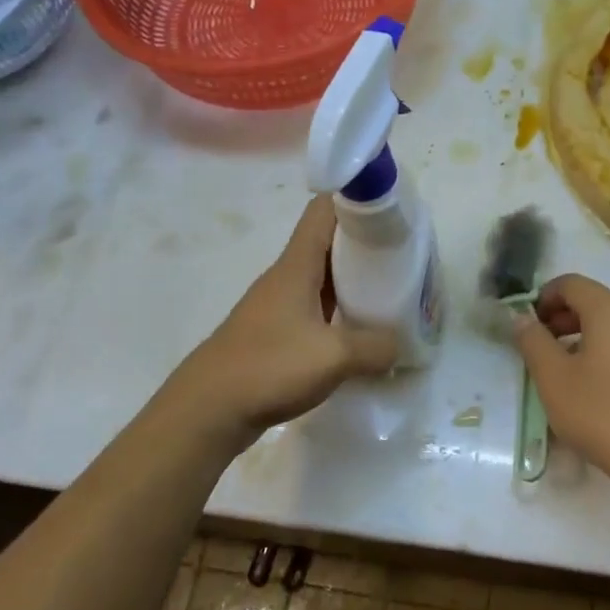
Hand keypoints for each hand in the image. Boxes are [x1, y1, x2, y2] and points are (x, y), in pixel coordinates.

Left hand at [172, 198, 397, 444]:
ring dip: (354, 278)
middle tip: (403, 256)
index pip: (325, 209)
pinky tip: (359, 329)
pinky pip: (316, 306)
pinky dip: (340, 308)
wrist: (207, 410)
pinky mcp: (276, 332)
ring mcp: (279, 304)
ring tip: (390, 290)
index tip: (392, 210)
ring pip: (323, 275)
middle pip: (329, 241)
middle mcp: (287, 276)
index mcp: (297, 265)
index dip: (357, 198)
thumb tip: (400, 345)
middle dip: (365, 243)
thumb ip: (375, 347)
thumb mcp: (333, 357)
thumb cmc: (268, 367)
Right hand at [513, 274, 609, 491]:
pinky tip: (592, 386)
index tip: (527, 328)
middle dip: (560, 317)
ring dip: (580, 335)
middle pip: (592, 300)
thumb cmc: (603, 414)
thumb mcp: (554, 378)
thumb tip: (521, 318)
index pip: (571, 283)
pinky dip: (603, 349)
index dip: (542, 298)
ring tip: (562, 370)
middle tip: (539, 349)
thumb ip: (532, 341)